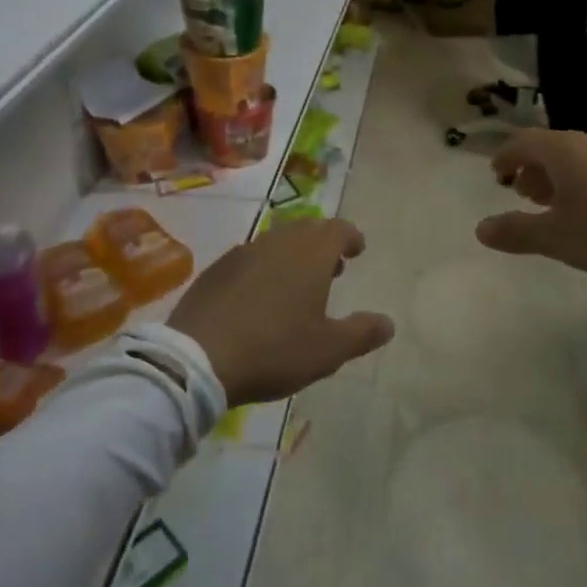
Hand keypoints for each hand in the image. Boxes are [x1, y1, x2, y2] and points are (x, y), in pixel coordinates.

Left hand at [167, 220, 393, 404]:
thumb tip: (388, 323)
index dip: (351, 237)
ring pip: (278, 242)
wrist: (198, 358)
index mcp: (311, 253)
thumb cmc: (274, 349)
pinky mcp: (216, 269)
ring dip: (293, 255)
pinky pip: (250, 258)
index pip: (338, 229)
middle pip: (308, 230)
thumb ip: (362, 333)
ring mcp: (243, 252)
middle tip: (331, 269)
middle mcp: (279, 242)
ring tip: (297, 285)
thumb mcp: (328, 350)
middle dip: (323, 244)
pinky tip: (259, 297)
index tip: (356, 251)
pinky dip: (264, 268)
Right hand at [474, 130, 586, 282]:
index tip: (496, 175)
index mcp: (564, 150)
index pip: (523, 142)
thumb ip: (516, 232)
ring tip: (556, 205)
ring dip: (560, 176)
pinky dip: (586, 179)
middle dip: (532, 169)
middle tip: (524, 195)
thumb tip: (480, 228)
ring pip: (579, 156)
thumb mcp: (556, 238)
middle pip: (551, 147)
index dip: (506, 157)